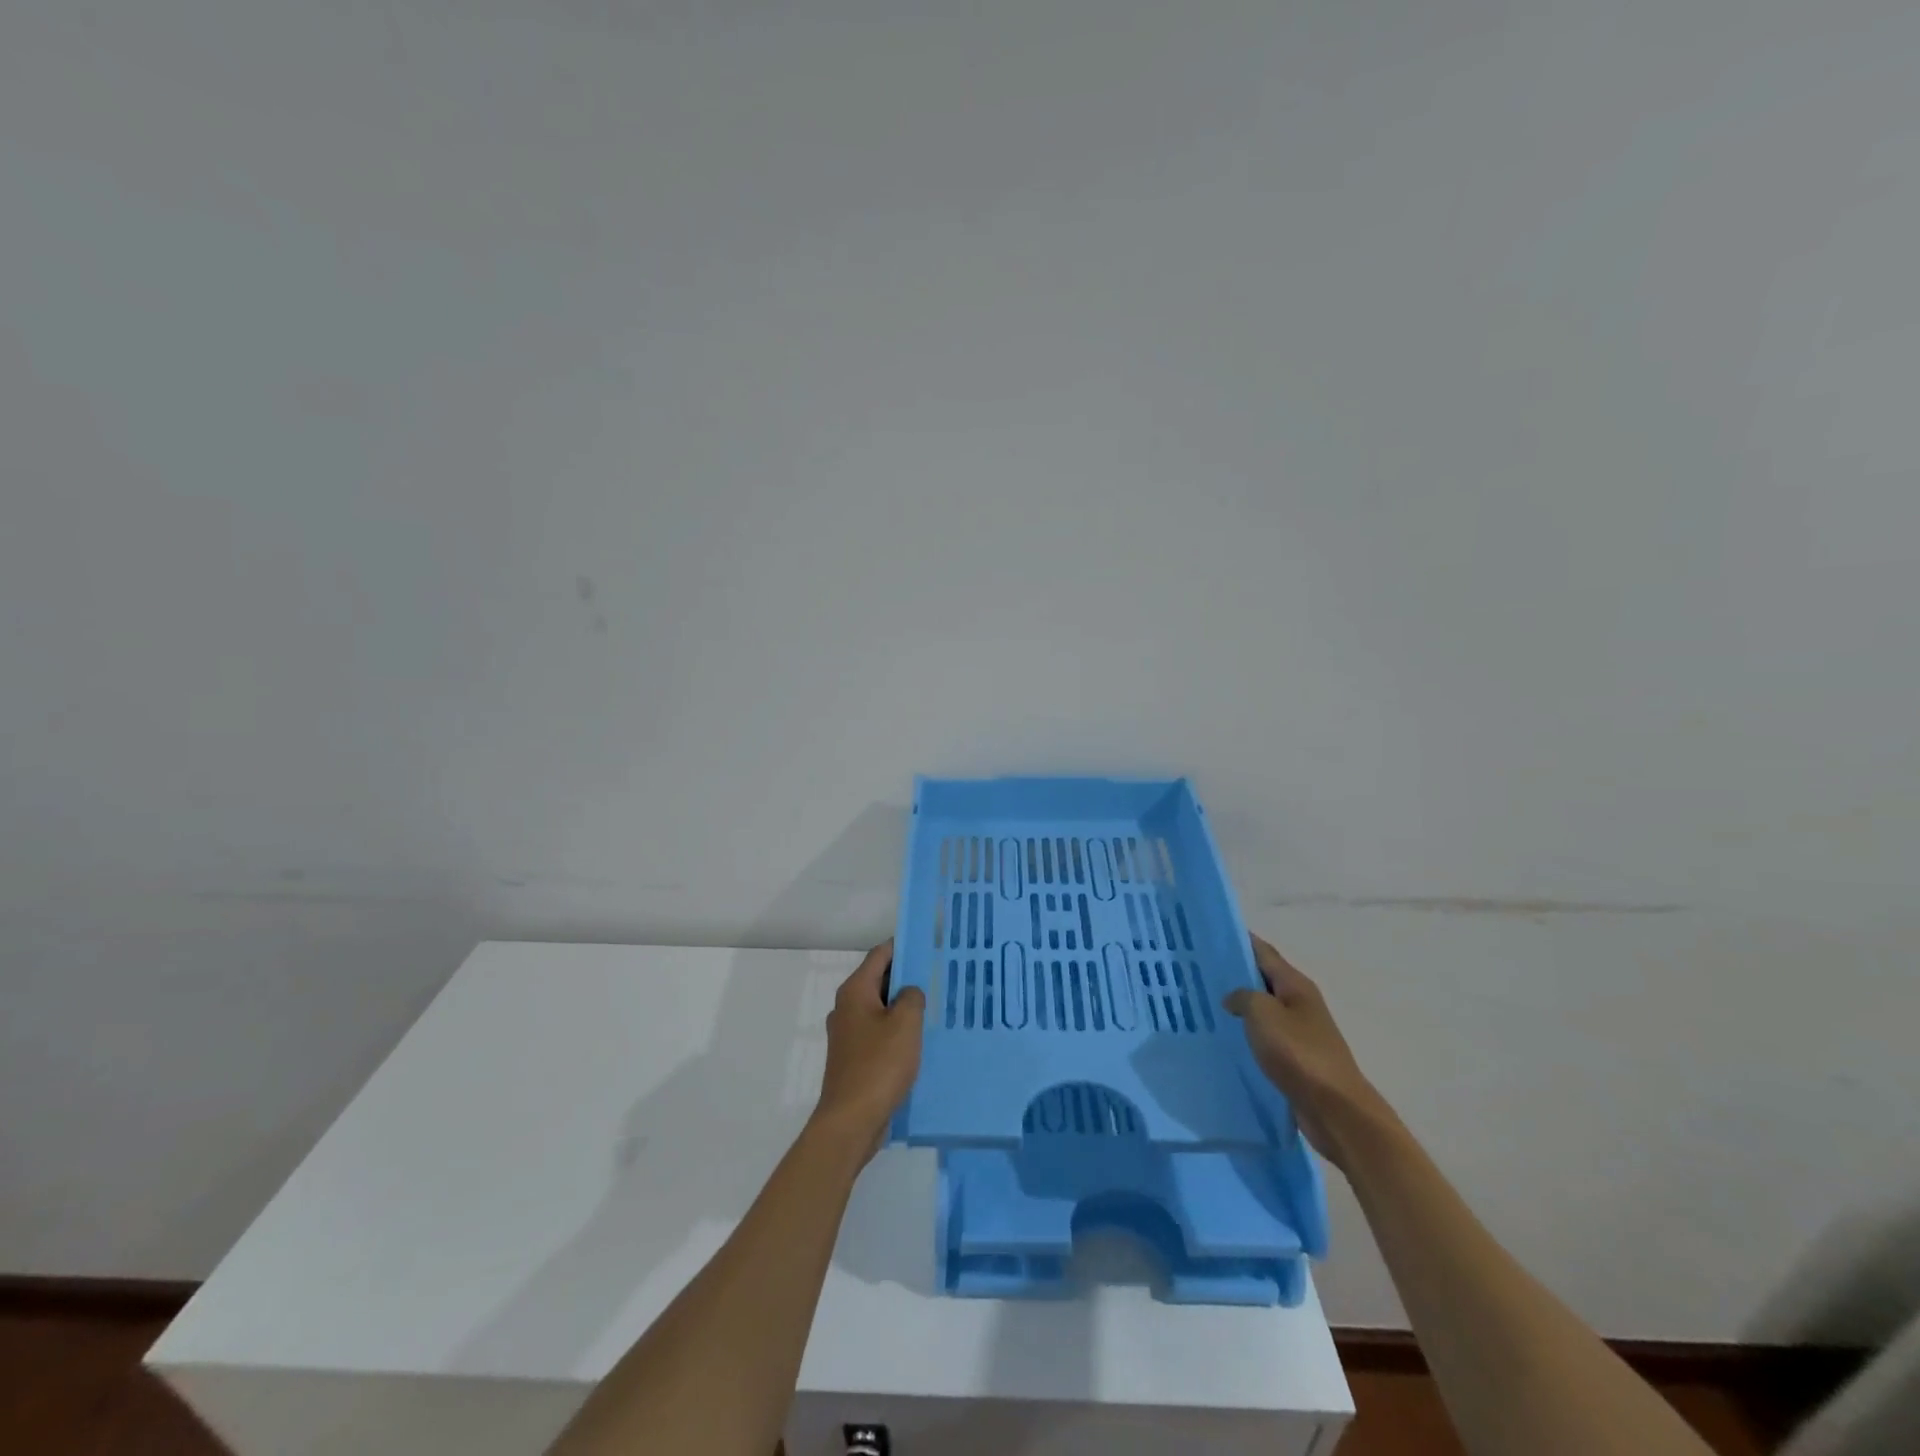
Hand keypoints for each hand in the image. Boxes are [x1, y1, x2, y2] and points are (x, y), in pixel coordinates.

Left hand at [811, 939, 925, 1155]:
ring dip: (902, 1007)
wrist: (850, 1121)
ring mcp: (847, 1035)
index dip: (903, 946)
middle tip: (937, 975)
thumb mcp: (905, 1024)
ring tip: (933, 1007)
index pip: (880, 955)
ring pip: (879, 1009)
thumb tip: (909, 992)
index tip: (928, 944)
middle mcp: (846, 1008)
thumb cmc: (878, 1065)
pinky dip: (896, 1030)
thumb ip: (912, 997)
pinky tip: (918, 1041)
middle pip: (878, 980)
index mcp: (855, 991)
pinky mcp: (853, 1058)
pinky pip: (878, 1033)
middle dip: (906, 977)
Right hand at [1224, 934, 1396, 1170]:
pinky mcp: (1295, 1059)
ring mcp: (1299, 1032)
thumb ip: (1243, 997)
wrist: (1336, 1110)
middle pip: (1262, 979)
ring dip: (1238, 1006)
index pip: (1263, 952)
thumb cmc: (1299, 1053)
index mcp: (1295, 985)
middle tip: (1196, 970)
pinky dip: (1246, 1033)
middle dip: (1233, 974)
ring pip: (1262, 1010)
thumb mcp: (1263, 1013)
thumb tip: (1233, 998)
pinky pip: (1264, 1037)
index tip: (1208, 935)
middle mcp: (1299, 1003)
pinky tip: (1224, 1038)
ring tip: (1202, 1003)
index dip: (1238, 941)